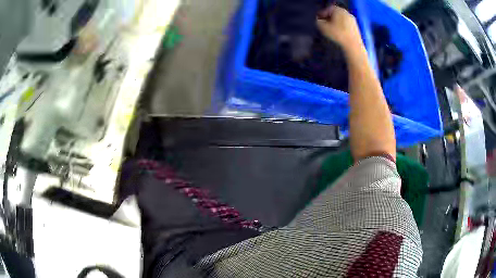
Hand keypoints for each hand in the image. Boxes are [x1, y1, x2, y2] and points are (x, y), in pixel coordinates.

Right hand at [316, 6, 362, 51]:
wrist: (353, 46)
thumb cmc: (337, 34)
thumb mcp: (323, 27)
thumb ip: (318, 21)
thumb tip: (319, 20)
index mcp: (338, 10)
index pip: (327, 9)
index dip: (321, 15)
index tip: (318, 20)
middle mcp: (346, 12)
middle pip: (335, 14)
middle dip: (329, 19)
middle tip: (324, 25)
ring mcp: (352, 20)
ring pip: (341, 19)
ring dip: (335, 23)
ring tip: (331, 30)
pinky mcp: (356, 27)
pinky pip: (346, 25)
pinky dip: (342, 28)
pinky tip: (339, 34)